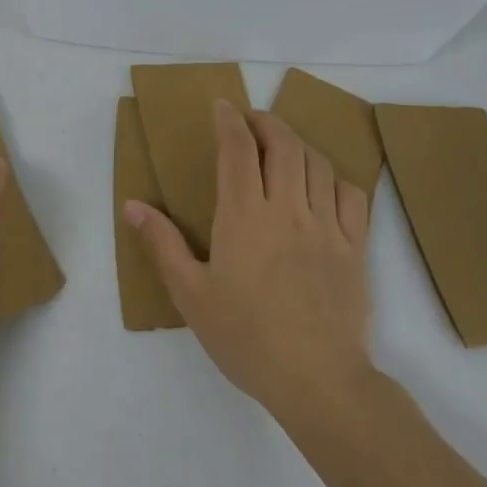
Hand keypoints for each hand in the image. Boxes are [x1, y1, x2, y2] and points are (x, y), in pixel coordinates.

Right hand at [126, 101, 375, 432]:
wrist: (316, 379)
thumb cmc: (244, 337)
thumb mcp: (189, 293)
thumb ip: (162, 243)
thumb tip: (132, 204)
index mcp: (243, 216)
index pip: (238, 149)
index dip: (229, 120)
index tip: (222, 106)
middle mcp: (287, 209)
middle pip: (283, 145)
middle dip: (266, 122)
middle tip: (251, 119)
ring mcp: (326, 226)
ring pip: (318, 163)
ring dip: (298, 144)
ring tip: (283, 145)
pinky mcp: (354, 248)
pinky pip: (352, 196)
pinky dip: (336, 178)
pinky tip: (324, 183)